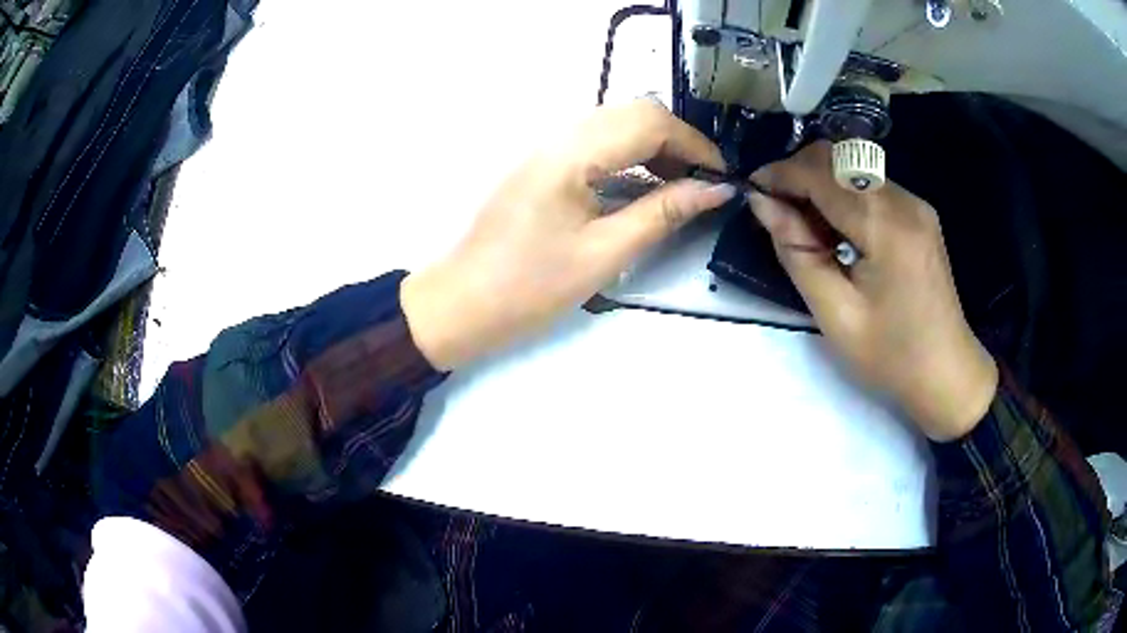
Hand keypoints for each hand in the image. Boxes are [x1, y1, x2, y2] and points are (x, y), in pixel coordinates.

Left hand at [401, 100, 735, 370]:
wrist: (463, 303)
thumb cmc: (530, 287)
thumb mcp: (605, 253)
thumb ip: (663, 213)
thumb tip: (715, 190)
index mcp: (573, 153)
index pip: (650, 120)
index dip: (695, 144)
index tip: (722, 177)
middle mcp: (558, 135)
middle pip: (634, 112)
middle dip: (677, 141)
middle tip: (701, 183)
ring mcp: (546, 147)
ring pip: (615, 123)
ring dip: (654, 146)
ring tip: (678, 187)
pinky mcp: (542, 163)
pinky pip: (596, 142)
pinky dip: (629, 156)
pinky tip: (642, 187)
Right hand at [750, 142, 997, 440]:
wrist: (948, 374)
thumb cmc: (891, 356)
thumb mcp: (836, 315)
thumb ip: (797, 252)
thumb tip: (763, 204)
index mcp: (886, 226)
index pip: (822, 172)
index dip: (780, 174)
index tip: (751, 190)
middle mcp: (904, 201)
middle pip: (838, 158)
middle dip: (798, 174)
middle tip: (776, 212)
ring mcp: (916, 204)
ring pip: (853, 168)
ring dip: (820, 185)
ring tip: (805, 228)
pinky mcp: (919, 213)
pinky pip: (871, 186)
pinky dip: (843, 196)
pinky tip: (837, 231)